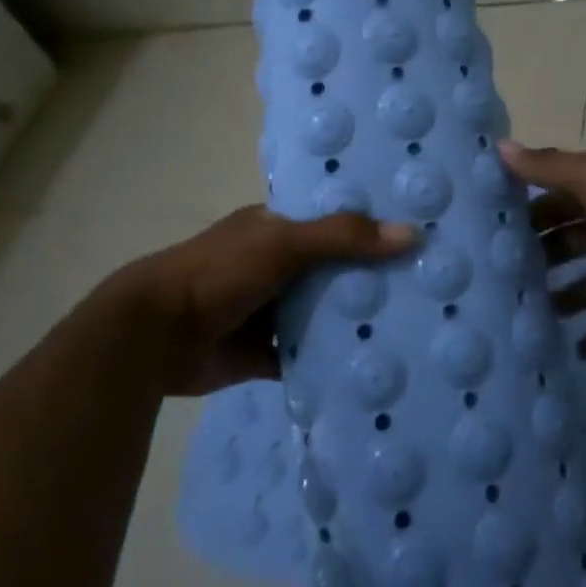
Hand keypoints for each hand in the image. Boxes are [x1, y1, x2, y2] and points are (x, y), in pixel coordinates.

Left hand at [108, 207, 418, 395]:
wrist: (156, 335)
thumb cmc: (219, 273)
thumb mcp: (282, 243)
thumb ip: (342, 237)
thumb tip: (412, 234)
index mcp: (275, 229)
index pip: (332, 220)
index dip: (370, 225)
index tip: (419, 232)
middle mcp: (276, 267)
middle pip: (333, 270)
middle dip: (371, 277)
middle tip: (429, 284)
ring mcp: (270, 311)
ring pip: (322, 314)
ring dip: (354, 321)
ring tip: (415, 326)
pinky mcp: (264, 353)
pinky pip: (306, 356)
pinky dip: (331, 361)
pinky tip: (373, 366)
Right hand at [504, 141, 585, 358]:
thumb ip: (549, 167)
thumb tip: (497, 147)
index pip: (557, 200)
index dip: (527, 210)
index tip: (487, 227)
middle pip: (569, 243)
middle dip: (539, 255)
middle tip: (496, 276)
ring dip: (560, 298)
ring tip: (521, 314)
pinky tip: (571, 352)